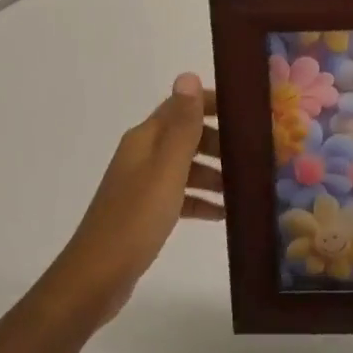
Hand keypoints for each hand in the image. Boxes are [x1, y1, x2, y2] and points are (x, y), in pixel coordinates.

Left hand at [44, 73, 223, 326]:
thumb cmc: (135, 219)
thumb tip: (187, 75)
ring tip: (246, 185)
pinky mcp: (145, 213)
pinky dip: (201, 200)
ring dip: (214, 173)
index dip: (210, 104)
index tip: (246, 111)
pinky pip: (180, 196)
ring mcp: (142, 185)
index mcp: (145, 139)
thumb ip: (181, 126)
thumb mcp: (166, 170)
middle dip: (219, 141)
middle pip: (185, 136)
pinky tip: (224, 214)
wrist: (96, 277)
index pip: (180, 106)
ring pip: (185, 167)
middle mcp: (142, 155)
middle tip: (255, 153)